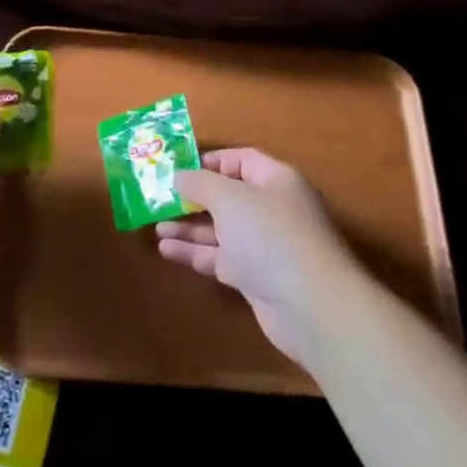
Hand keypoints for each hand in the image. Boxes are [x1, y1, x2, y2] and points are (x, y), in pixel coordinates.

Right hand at [156, 148, 359, 369]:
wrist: (311, 307)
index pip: (240, 159)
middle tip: (160, 199)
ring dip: (189, 227)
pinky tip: (166, 250)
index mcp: (275, 180)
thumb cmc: (270, 235)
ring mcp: (265, 246)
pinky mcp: (257, 278)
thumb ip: (199, 182)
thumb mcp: (228, 197)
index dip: (209, 161)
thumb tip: (179, 176)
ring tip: (155, 225)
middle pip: (228, 196)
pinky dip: (195, 253)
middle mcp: (272, 209)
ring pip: (221, 229)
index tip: (177, 168)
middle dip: (193, 197)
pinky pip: (221, 258)